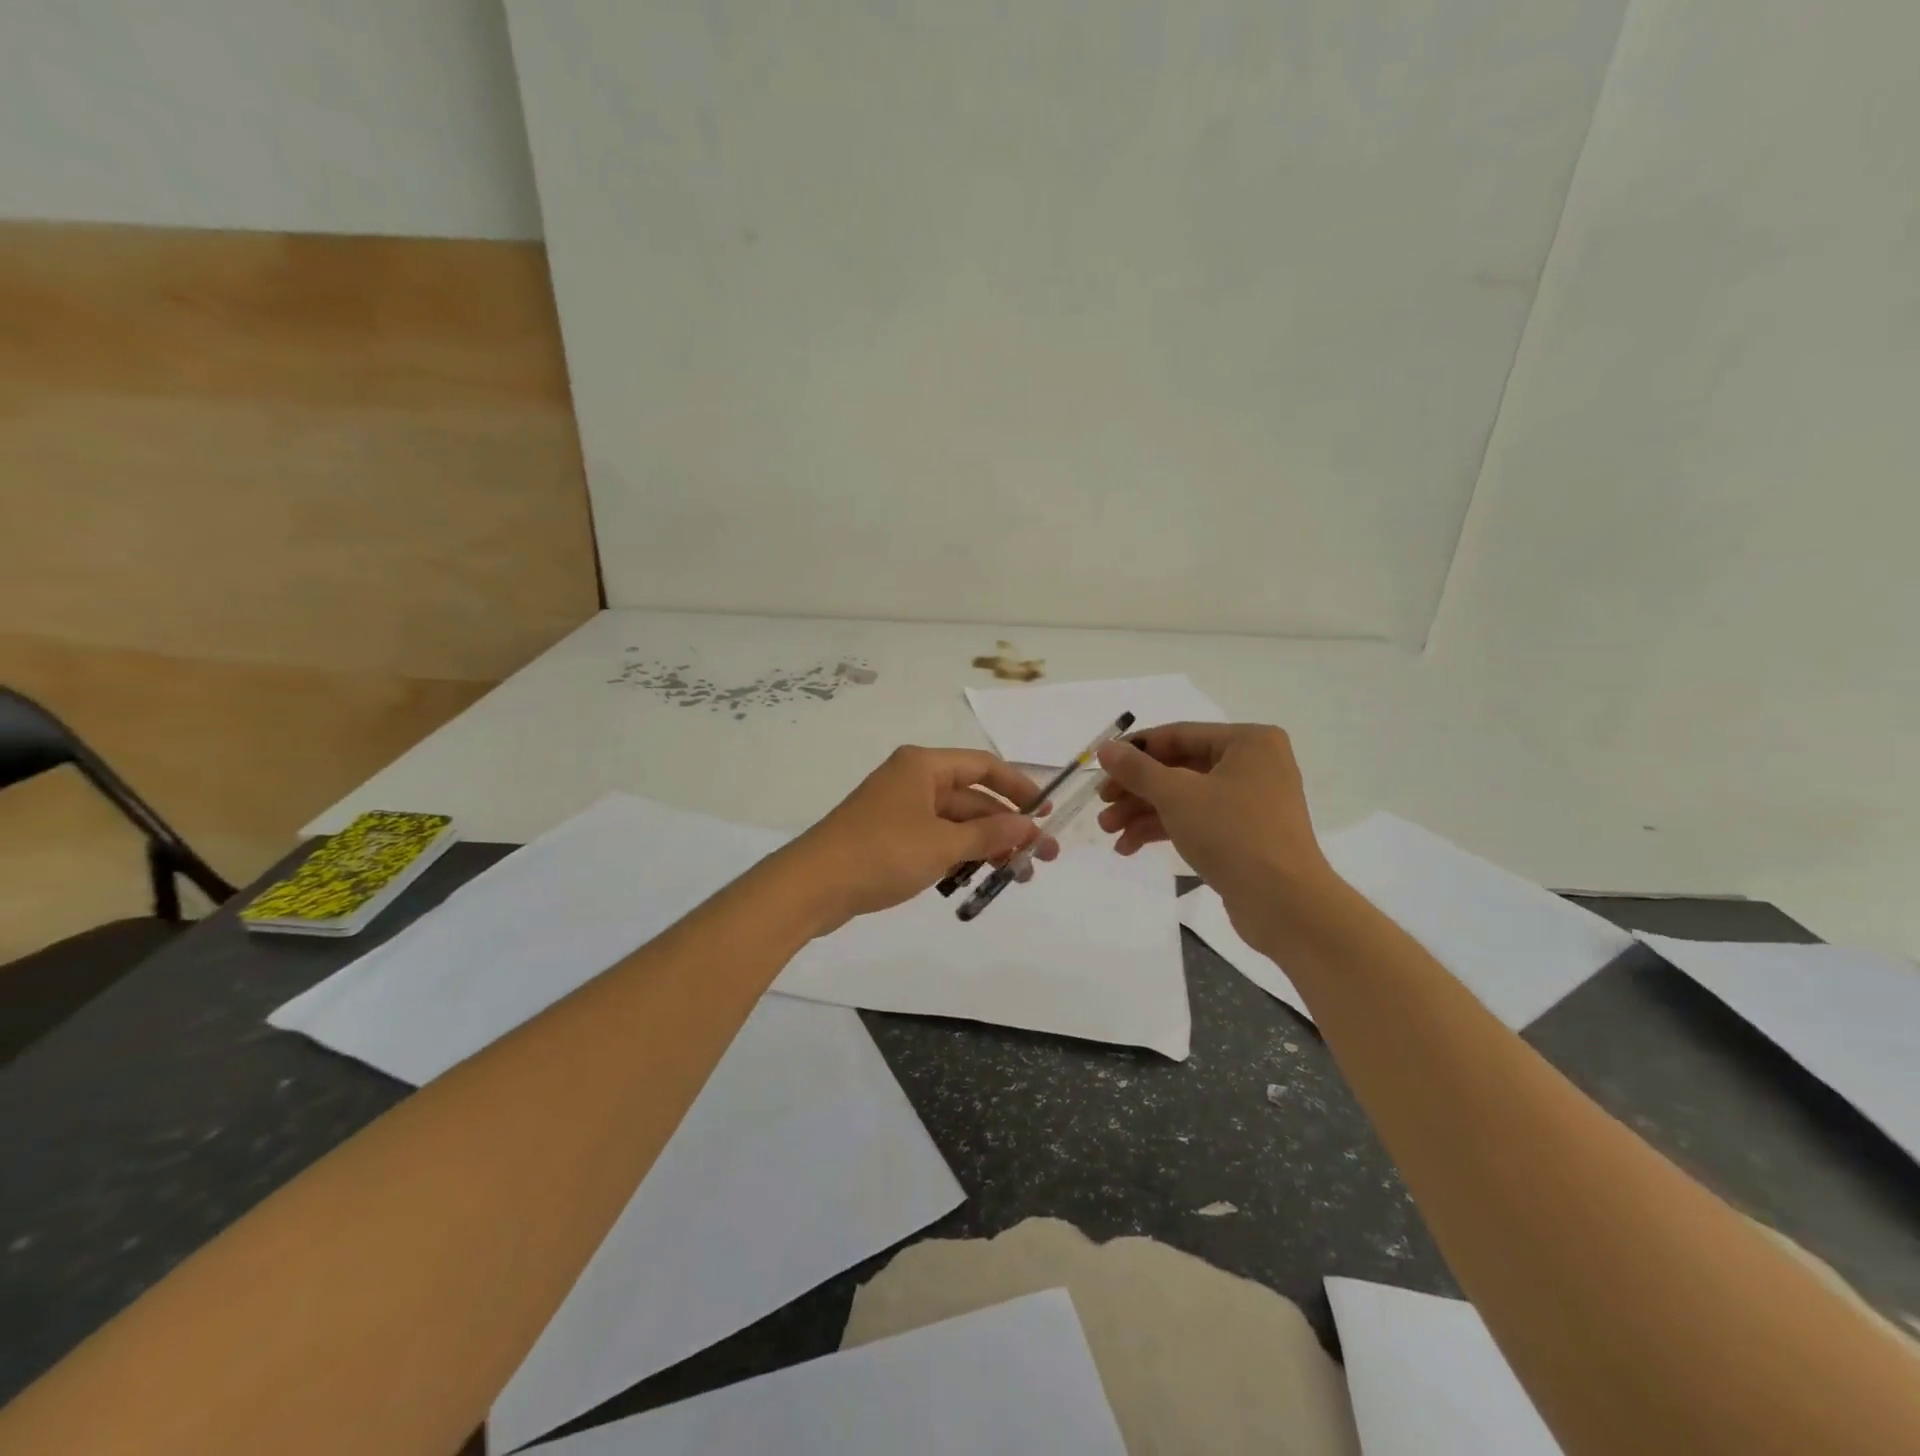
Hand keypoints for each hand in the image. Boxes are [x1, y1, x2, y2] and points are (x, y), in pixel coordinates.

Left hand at [791, 746, 1059, 931]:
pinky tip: (979, 878)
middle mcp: (912, 780)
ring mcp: (899, 809)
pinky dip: (958, 855)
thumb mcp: (942, 844)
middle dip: (1006, 827)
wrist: (812, 886)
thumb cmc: (881, 853)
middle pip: (972, 797)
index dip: (1018, 787)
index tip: (1046, 812)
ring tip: (1017, 875)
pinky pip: (936, 839)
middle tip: (1041, 857)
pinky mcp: (889, 837)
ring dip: (986, 845)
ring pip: (955, 823)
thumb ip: (989, 835)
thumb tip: (1030, 827)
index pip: (983, 766)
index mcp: (923, 766)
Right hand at [1095, 723, 1332, 924]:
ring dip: (1143, 812)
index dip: (1134, 750)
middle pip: (1178, 768)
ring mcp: (1250, 801)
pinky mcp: (1244, 834)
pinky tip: (1129, 847)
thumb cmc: (1232, 834)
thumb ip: (1137, 769)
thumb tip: (1105, 748)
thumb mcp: (1177, 795)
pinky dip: (1163, 830)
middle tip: (1102, 805)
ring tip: (1108, 831)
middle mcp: (1253, 765)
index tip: (1100, 767)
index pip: (1178, 735)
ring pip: (1184, 797)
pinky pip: (1196, 821)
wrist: (1284, 903)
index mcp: (1248, 742)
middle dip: (1136, 789)